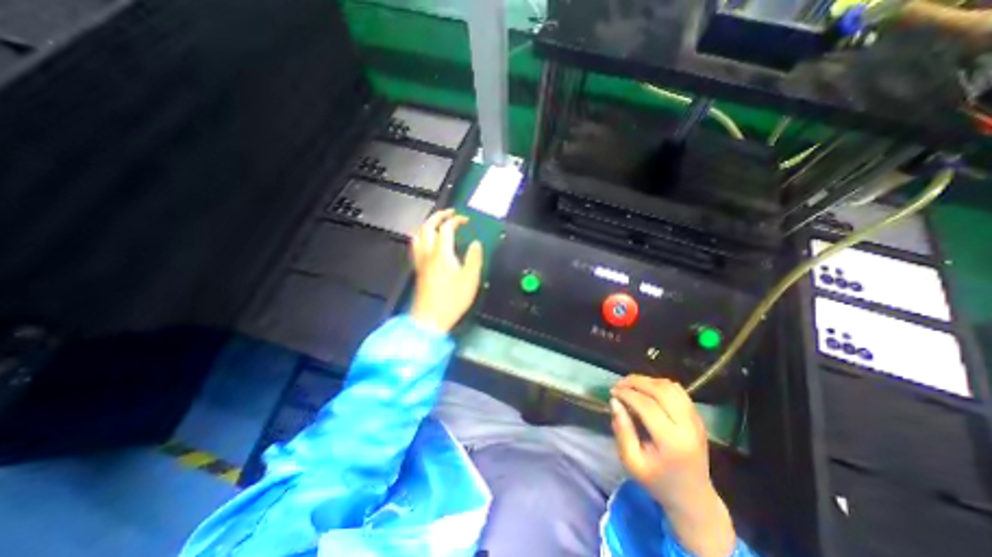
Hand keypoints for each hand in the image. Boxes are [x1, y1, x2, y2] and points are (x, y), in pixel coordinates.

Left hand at [411, 208, 484, 329]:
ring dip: (428, 225)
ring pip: (418, 235)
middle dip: (438, 216)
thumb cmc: (452, 299)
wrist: (430, 318)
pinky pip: (416, 246)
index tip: (465, 220)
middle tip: (450, 213)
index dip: (455, 220)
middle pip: (427, 227)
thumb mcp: (470, 279)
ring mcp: (420, 261)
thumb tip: (476, 243)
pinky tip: (429, 242)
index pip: (446, 228)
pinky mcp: (418, 269)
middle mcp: (428, 253)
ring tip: (438, 224)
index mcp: (442, 254)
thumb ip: (474, 258)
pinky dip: (423, 237)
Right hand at [610, 375, 738, 556]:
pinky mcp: (698, 418)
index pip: (646, 406)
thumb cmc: (658, 481)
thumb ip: (622, 430)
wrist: (693, 498)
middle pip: (661, 391)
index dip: (627, 394)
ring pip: (671, 388)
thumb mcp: (632, 462)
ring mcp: (696, 421)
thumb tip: (615, 402)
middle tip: (619, 384)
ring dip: (648, 381)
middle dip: (636, 382)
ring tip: (631, 385)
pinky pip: (679, 392)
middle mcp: (687, 427)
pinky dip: (660, 385)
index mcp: (672, 442)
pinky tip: (647, 390)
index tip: (612, 392)